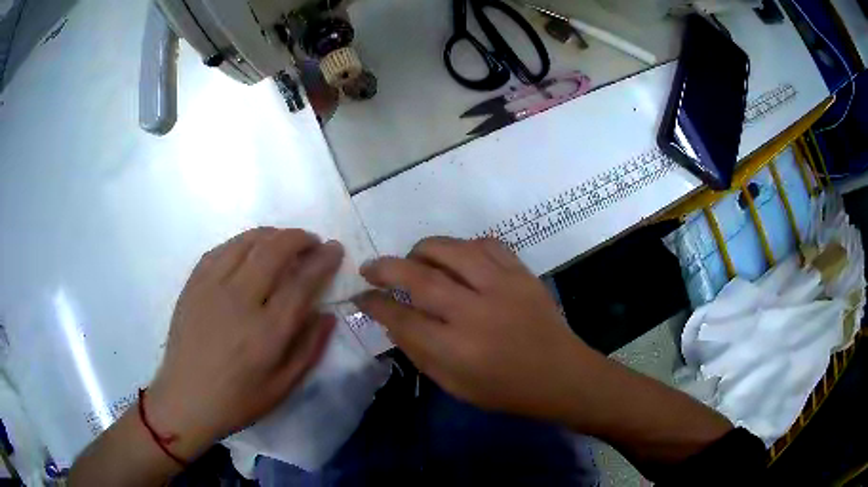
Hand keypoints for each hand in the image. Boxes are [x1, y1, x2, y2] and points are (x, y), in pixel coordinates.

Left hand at [145, 228, 342, 459]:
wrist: (186, 399)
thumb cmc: (238, 400)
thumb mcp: (283, 387)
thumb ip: (309, 348)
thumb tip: (327, 314)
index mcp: (266, 332)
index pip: (302, 282)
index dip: (323, 260)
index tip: (335, 249)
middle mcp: (239, 300)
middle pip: (274, 250)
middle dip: (299, 238)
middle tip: (311, 241)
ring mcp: (212, 287)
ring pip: (246, 242)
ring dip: (271, 234)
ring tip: (283, 241)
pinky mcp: (193, 284)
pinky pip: (221, 249)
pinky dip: (241, 242)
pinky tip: (249, 249)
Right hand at [354, 237, 591, 419]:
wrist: (560, 374)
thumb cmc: (505, 389)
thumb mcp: (453, 385)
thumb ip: (419, 351)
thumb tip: (391, 319)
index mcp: (456, 349)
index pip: (401, 318)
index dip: (374, 304)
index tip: (360, 296)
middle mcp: (475, 312)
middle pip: (419, 277)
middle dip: (385, 268)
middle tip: (370, 268)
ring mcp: (502, 287)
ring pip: (451, 250)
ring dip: (422, 249)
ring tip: (413, 259)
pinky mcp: (521, 273)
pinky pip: (486, 244)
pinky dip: (463, 246)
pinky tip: (456, 257)